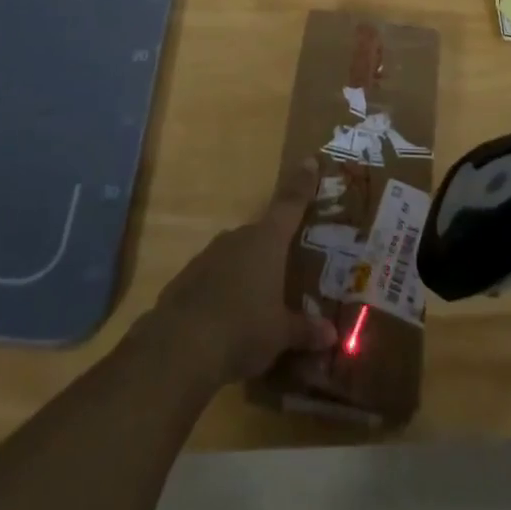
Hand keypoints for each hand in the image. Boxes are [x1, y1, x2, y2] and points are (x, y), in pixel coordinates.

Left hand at [141, 158, 337, 387]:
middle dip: (273, 248)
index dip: (302, 184)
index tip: (310, 161)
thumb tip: (331, 334)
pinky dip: (222, 289)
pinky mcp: (186, 277)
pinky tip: (225, 317)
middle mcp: (239, 238)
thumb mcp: (280, 335)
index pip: (290, 204)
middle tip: (285, 266)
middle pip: (262, 234)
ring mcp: (209, 255)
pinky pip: (213, 276)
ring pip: (236, 255)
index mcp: (267, 241)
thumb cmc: (243, 330)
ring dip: (246, 270)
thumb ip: (305, 330)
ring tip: (256, 299)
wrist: (179, 347)